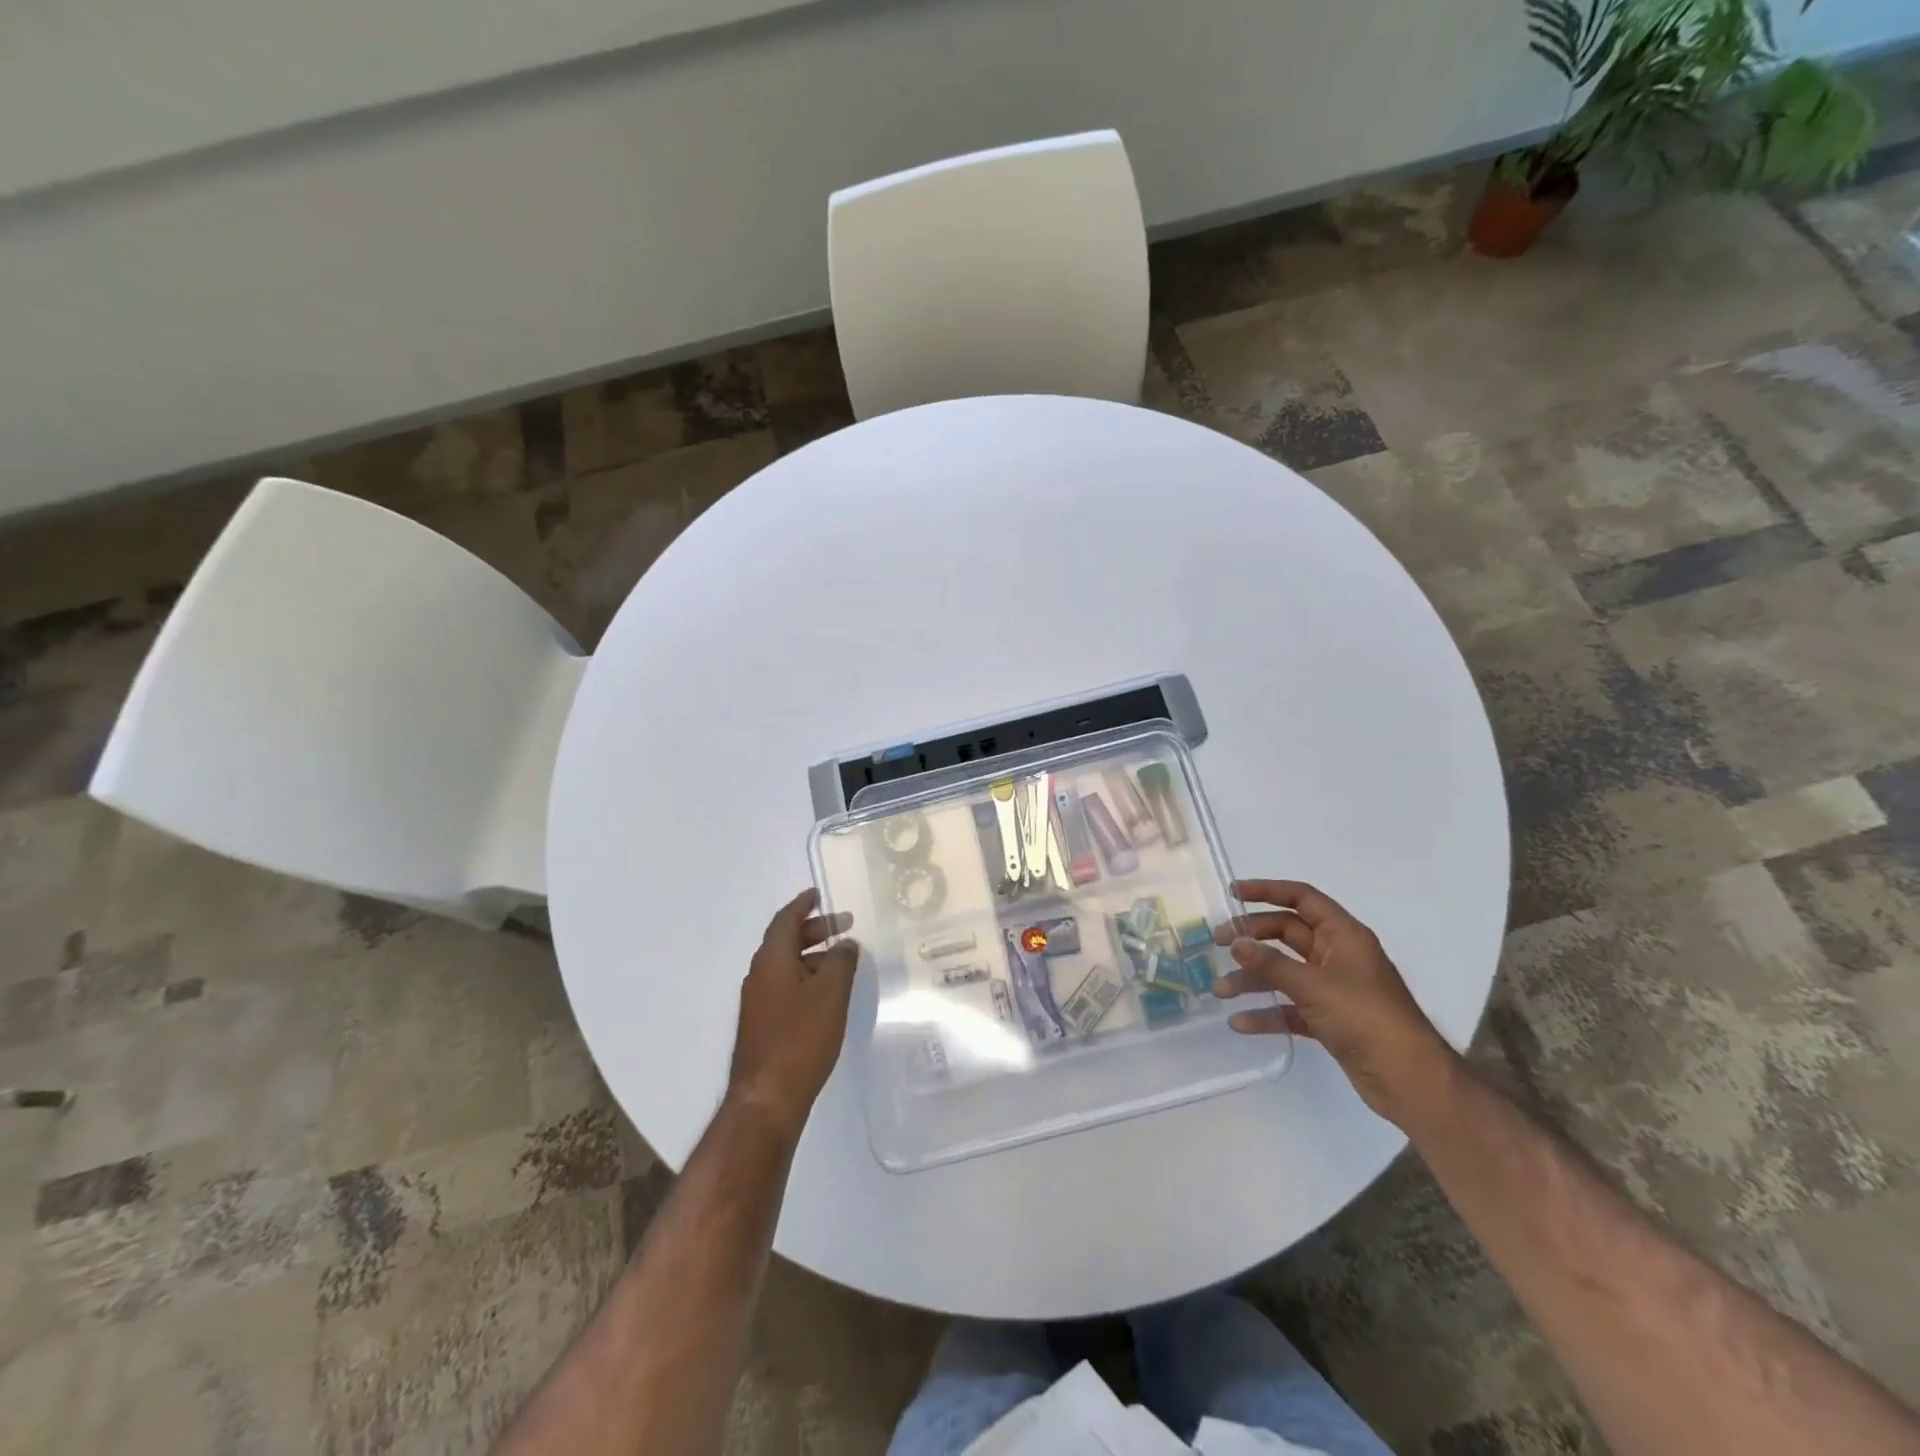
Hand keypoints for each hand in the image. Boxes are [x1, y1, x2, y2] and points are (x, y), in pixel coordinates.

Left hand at [727, 890, 858, 1140]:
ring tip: (842, 961)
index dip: (804, 904)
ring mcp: (758, 1002)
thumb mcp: (831, 993)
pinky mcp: (763, 1024)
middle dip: (814, 930)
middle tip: (844, 926)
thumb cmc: (800, 1038)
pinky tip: (827, 994)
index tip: (819, 894)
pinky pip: (785, 986)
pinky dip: (806, 978)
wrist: (766, 1099)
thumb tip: (845, 943)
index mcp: (771, 960)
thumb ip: (841, 961)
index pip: (786, 919)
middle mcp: (759, 975)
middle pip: (785, 940)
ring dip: (812, 956)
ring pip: (786, 965)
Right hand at [1213, 879, 1458, 1126]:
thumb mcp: (1313, 986)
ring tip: (1220, 991)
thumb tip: (1236, 943)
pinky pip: (1290, 1007)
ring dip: (1253, 979)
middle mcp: (1337, 956)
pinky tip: (1240, 1023)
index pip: (1302, 898)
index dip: (1267, 891)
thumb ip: (1271, 963)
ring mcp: (1333, 989)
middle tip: (1218, 943)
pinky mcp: (1330, 1020)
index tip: (1232, 894)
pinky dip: (1267, 1012)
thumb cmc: (1365, 1019)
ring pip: (1284, 972)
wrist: (1410, 1080)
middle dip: (1252, 938)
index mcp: (1343, 936)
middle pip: (1287, 934)